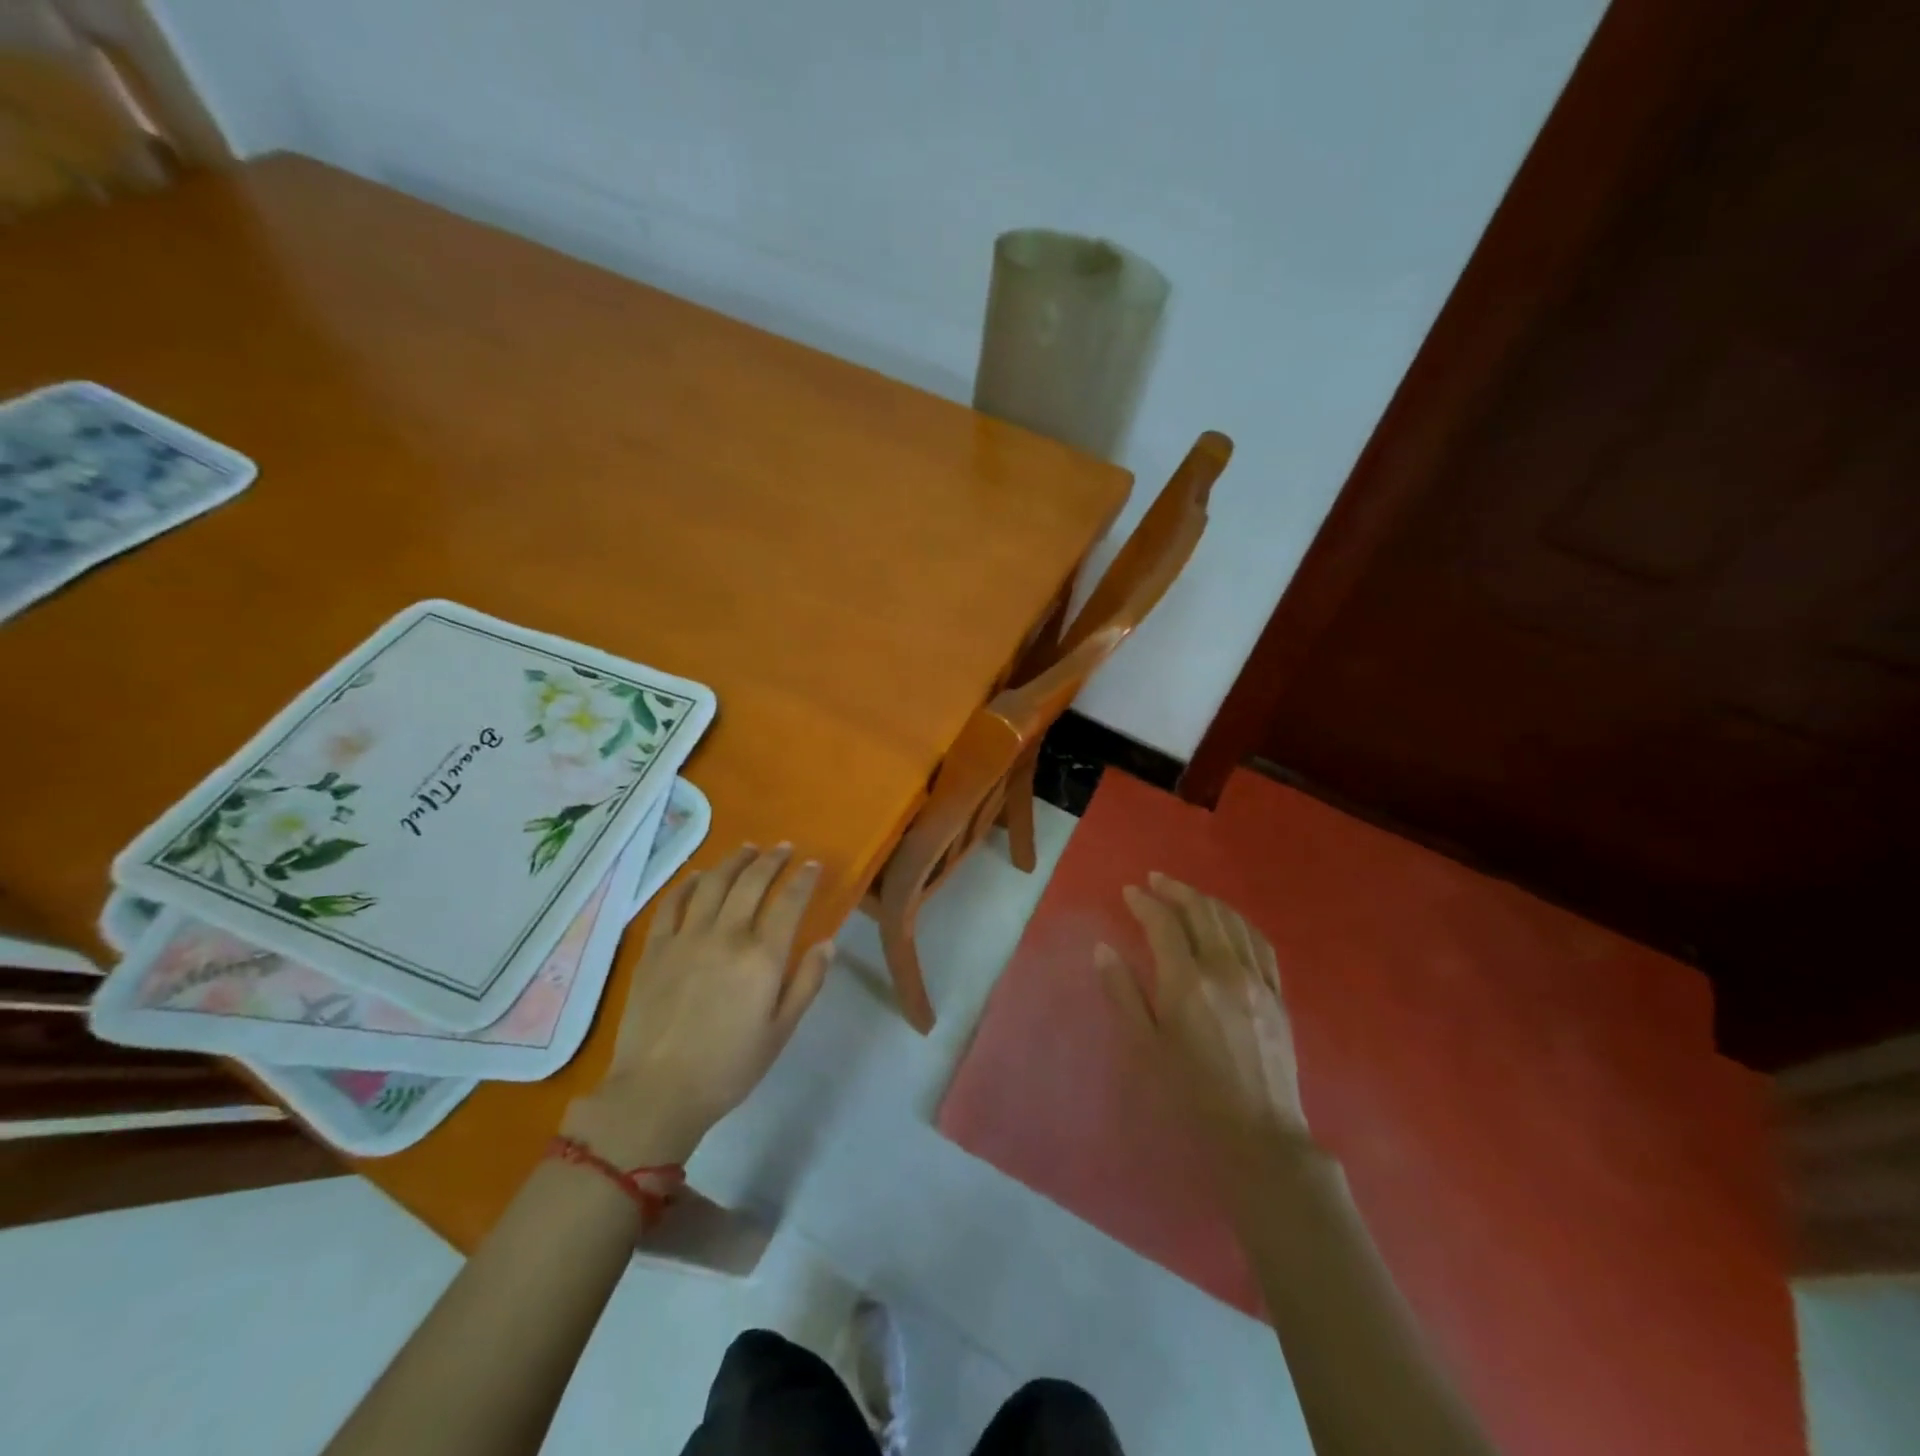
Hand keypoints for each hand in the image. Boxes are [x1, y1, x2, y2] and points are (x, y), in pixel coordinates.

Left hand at [564, 844, 833, 1167]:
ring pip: (714, 882)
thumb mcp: (781, 1031)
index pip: (789, 902)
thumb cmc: (729, 1067)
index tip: (812, 865)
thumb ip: (807, 982)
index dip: (803, 879)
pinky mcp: (656, 947)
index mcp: (762, 957)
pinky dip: (689, 882)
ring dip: (734, 861)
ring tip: (748, 849)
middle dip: (772, 860)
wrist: (658, 1091)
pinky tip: (699, 876)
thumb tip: (827, 943)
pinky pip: (673, 902)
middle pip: (752, 882)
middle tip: (784, 848)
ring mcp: (687, 937)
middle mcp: (726, 935)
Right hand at [1097, 872, 1307, 1157]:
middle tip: (1155, 880)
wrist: (1258, 1134)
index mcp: (1186, 983)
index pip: (1163, 925)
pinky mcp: (1277, 994)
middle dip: (1175, 890)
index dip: (1145, 903)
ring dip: (1206, 901)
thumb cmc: (1191, 1095)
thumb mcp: (1144, 1047)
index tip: (1129, 892)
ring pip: (1232, 922)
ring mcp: (1256, 980)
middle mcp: (1224, 970)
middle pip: (1201, 912)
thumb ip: (1122, 993)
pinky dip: (1239, 922)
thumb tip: (1103, 948)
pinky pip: (1260, 943)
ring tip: (1186, 894)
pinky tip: (1229, 922)